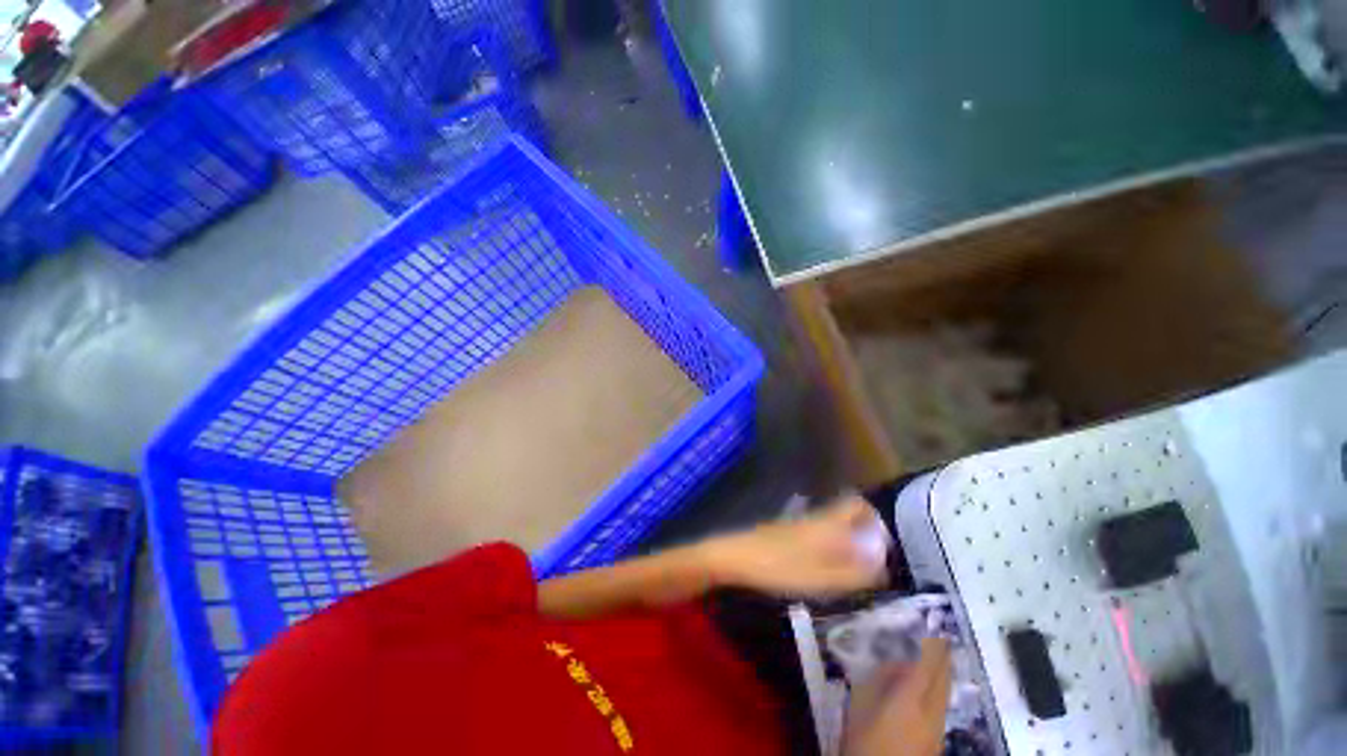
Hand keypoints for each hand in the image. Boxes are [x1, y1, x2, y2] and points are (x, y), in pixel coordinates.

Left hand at [703, 497, 888, 597]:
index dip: (874, 518)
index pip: (856, 504)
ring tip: (853, 567)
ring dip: (845, 538)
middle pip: (844, 512)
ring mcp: (798, 523)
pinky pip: (816, 531)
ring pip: (830, 522)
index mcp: (827, 523)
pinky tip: (824, 566)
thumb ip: (856, 569)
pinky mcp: (785, 531)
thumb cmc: (781, 567)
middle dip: (861, 529)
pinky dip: (828, 543)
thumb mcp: (823, 577)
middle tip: (871, 559)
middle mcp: (815, 517)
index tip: (885, 544)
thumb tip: (884, 559)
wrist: (737, 558)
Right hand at [843, 638, 951, 755]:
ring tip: (940, 656)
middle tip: (941, 636)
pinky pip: (941, 706)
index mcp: (910, 699)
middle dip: (942, 656)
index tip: (933, 627)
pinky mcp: (937, 741)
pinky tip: (931, 688)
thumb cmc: (864, 742)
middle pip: (942, 679)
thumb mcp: (860, 706)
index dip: (931, 645)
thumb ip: (877, 680)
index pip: (926, 665)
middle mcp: (930, 712)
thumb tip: (890, 661)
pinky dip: (939, 689)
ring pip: (945, 693)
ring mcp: (937, 729)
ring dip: (943, 673)